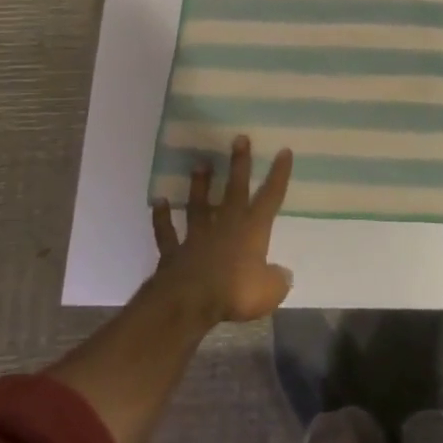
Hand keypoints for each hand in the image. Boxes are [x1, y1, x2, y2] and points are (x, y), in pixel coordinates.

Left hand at [149, 137, 294, 324]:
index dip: (279, 175)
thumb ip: (277, 281)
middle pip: (234, 189)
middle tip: (238, 138)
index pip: (270, 197)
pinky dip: (162, 218)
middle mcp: (225, 226)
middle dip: (239, 164)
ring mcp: (197, 237)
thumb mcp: (269, 292)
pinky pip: (167, 232)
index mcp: (252, 230)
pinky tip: (158, 202)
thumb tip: (283, 275)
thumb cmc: (236, 292)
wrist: (189, 303)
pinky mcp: (174, 252)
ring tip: (199, 164)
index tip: (284, 151)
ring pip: (199, 205)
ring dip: (199, 185)